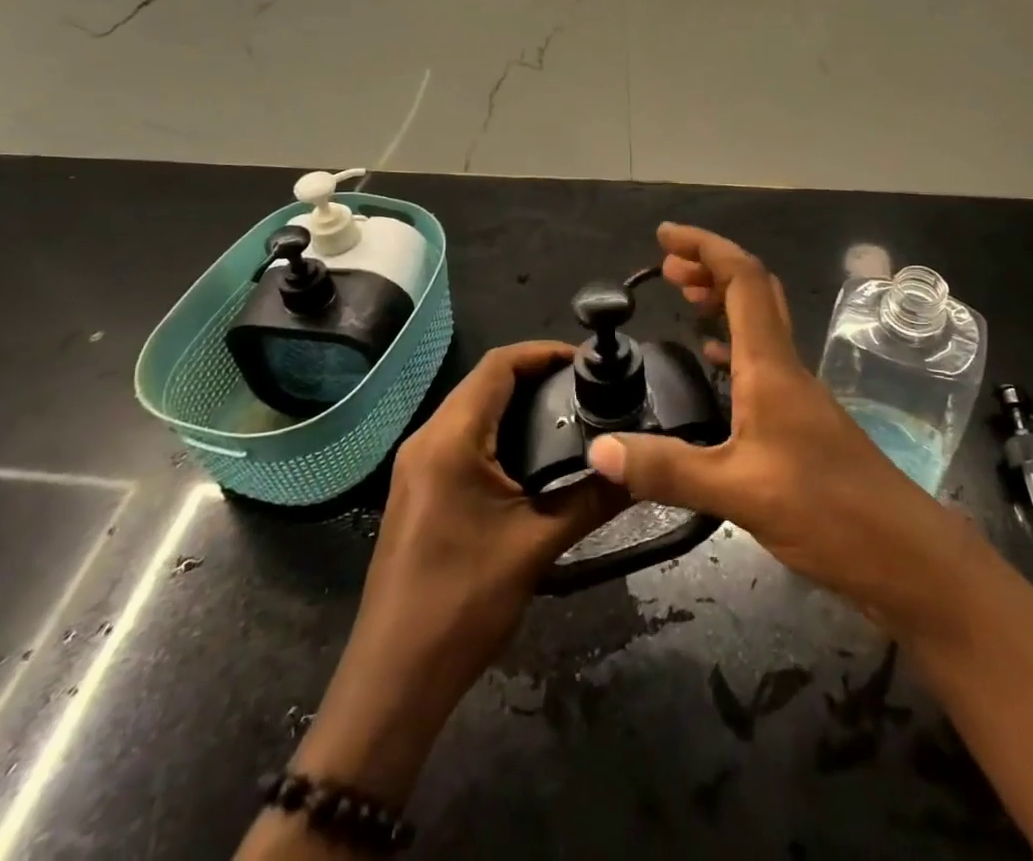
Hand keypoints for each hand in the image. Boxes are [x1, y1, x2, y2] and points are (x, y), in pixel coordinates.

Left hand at [293, 342, 622, 800]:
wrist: (394, 680)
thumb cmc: (463, 603)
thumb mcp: (536, 546)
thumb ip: (592, 499)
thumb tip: (638, 469)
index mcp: (450, 439)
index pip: (499, 365)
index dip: (544, 353)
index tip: (589, 361)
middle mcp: (427, 439)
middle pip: (485, 382)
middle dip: (537, 376)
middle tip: (589, 387)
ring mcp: (417, 465)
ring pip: (473, 409)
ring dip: (518, 403)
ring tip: (571, 414)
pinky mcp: (419, 489)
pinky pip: (462, 438)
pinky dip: (500, 430)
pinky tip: (535, 455)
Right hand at [586, 224, 979, 642]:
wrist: (907, 556)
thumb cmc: (829, 512)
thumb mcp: (740, 492)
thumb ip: (668, 470)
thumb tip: (599, 449)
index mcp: (771, 366)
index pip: (743, 280)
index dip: (705, 247)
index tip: (664, 236)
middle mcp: (786, 367)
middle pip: (753, 292)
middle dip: (710, 266)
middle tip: (666, 266)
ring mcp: (798, 394)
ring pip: (759, 324)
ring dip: (722, 300)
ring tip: (683, 296)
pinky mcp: (802, 422)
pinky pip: (761, 361)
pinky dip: (732, 344)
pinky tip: (713, 360)